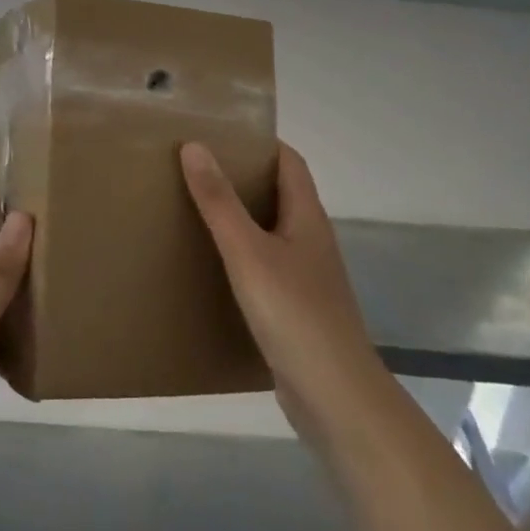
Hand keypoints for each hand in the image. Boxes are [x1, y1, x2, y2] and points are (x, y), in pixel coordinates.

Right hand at [181, 142, 381, 452]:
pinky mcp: (296, 308)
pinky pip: (265, 266)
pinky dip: (240, 255)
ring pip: (270, 231)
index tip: (219, 133)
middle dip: (241, 177)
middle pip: (278, 193)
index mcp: (307, 216)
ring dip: (239, 217)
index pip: (289, 161)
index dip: (259, 142)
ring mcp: (306, 276)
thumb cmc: (294, 312)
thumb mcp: (247, 251)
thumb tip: (194, 145)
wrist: (335, 397)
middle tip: (195, 168)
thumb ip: (219, 201)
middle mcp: (310, 239)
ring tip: (195, 209)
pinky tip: (212, 266)